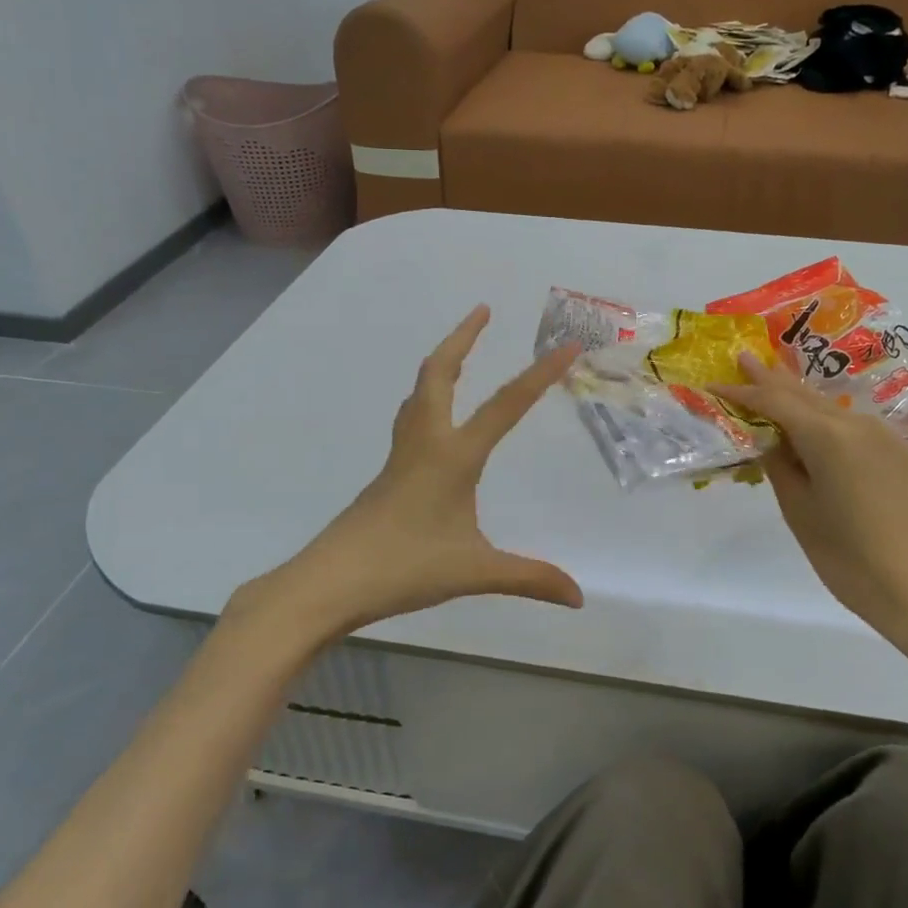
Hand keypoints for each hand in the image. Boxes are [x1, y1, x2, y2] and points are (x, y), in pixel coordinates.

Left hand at [265, 305, 582, 638]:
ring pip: (419, 392)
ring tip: (460, 352)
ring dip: (442, 363)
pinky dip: (428, 398)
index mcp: (453, 456)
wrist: (329, 581)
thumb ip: (529, 578)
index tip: (566, 346)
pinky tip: (436, 420)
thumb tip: (578, 596)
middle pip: (438, 373)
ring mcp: (400, 457)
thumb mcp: (475, 572)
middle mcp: (425, 443)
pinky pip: (411, 419)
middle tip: (482, 310)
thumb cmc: (404, 568)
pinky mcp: (388, 474)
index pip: (505, 406)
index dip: (539, 375)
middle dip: (462, 337)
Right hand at [715, 353, 907, 649]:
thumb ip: (781, 468)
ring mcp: (885, 439)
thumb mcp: (801, 513)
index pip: (774, 403)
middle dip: (772, 378)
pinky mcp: (900, 457)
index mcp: (829, 436)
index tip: (714, 382)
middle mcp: (858, 425)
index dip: (742, 392)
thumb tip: (773, 443)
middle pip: (805, 394)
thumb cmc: (851, 558)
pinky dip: (824, 420)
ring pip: (830, 409)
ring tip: (773, 386)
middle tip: (745, 358)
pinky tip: (813, 427)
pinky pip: (852, 427)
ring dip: (799, 398)